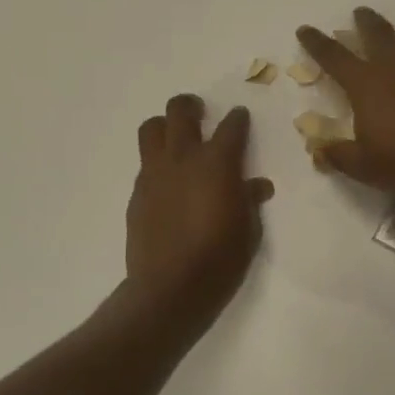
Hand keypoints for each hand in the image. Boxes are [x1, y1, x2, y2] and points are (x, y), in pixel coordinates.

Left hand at [125, 95, 273, 324]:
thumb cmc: (221, 259)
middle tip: (199, 113)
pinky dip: (157, 163)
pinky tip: (167, 182)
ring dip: (164, 126)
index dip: (238, 119)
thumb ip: (250, 201)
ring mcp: (155, 174)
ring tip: (175, 138)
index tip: (240, 118)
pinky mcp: (137, 193)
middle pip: (180, 111)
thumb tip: (257, 185)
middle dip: (191, 106)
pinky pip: (145, 164)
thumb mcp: (249, 230)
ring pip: (151, 128)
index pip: (231, 126)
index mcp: (218, 163)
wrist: (171, 288)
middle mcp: (183, 158)